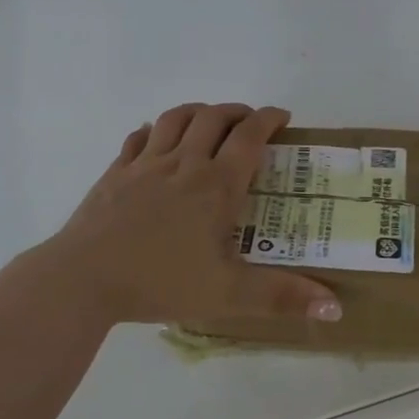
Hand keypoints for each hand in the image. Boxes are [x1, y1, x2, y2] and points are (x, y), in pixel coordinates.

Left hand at [23, 104, 341, 325]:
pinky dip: (154, 130)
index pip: (249, 136)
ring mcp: (145, 164)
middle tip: (250, 122)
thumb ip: (281, 297)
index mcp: (216, 185)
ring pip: (176, 118)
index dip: (269, 119)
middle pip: (214, 117)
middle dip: (237, 111)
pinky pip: (139, 138)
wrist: (83, 278)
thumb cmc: (161, 281)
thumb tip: (335, 306)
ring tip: (209, 120)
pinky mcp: (115, 173)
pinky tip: (156, 140)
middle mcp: (184, 163)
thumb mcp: (228, 294)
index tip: (283, 116)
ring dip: (198, 111)